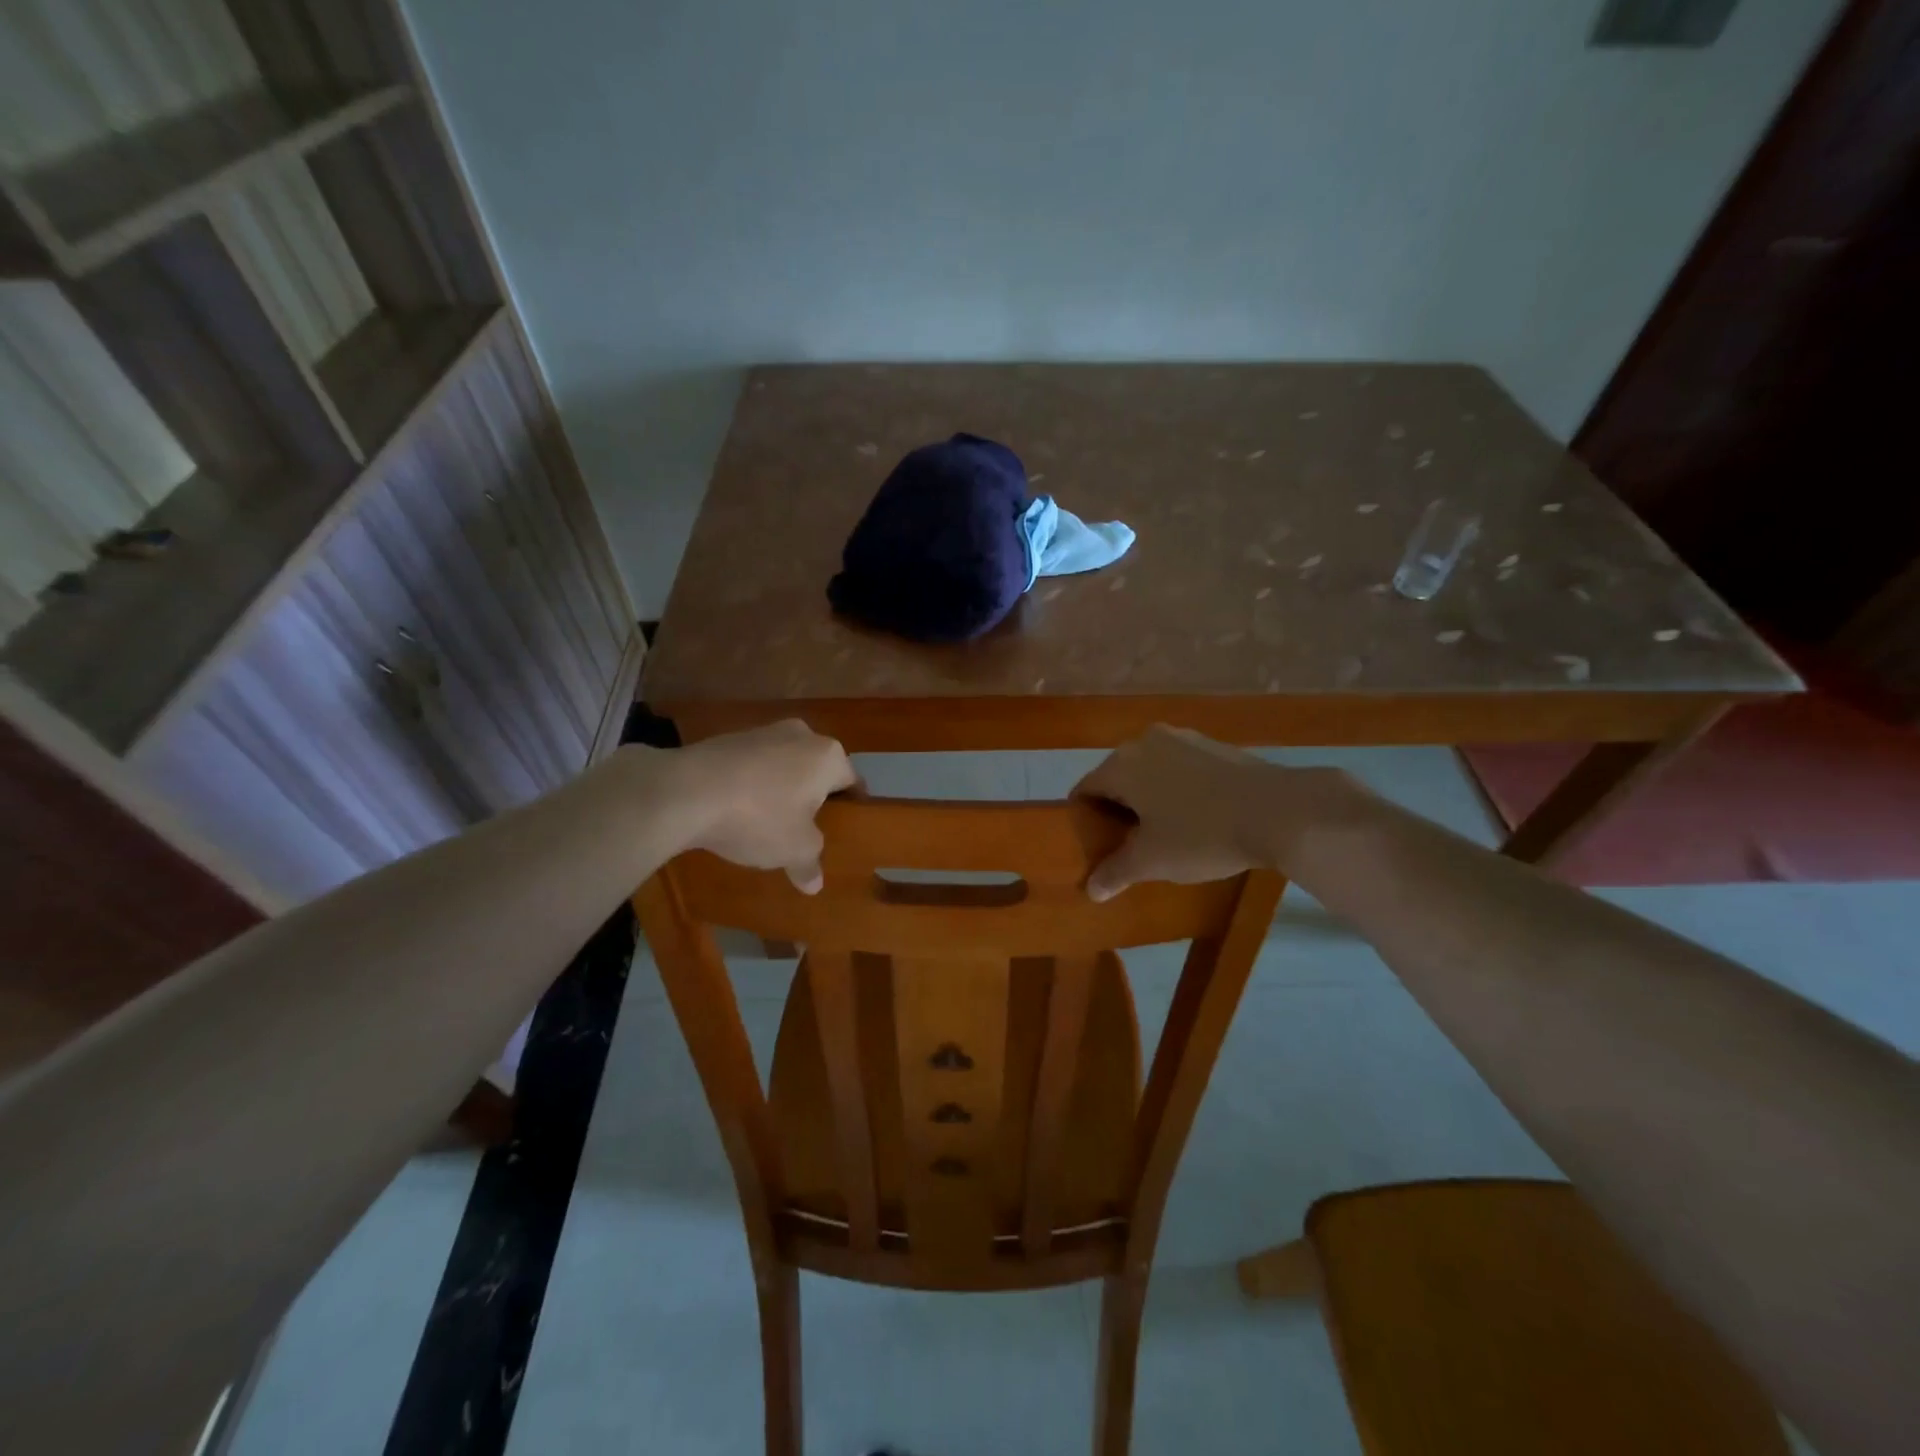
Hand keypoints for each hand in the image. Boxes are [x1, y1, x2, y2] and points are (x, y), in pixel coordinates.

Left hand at [664, 720, 857, 891]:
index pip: (852, 781)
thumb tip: (815, 884)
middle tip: (805, 830)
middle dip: (812, 798)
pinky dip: (750, 785)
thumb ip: (810, 863)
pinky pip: (752, 766)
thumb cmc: (759, 817)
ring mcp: (762, 731)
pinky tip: (736, 810)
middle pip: (816, 771)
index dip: (851, 809)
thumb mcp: (794, 850)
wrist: (686, 790)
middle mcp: (801, 734)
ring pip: (783, 766)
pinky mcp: (727, 738)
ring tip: (766, 823)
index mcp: (828, 756)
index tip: (843, 831)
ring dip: (779, 790)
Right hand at [1072, 726, 1362, 899]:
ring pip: (1150, 771)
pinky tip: (1195, 816)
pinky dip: (1177, 789)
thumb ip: (1115, 872)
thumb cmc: (1201, 834)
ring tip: (1163, 832)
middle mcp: (1144, 742)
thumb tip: (1090, 889)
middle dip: (1118, 809)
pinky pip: (1179, 768)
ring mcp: (1182, 739)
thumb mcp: (1152, 861)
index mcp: (1121, 764)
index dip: (1084, 820)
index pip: (1085, 790)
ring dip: (1148, 798)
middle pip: (1117, 778)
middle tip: (1128, 844)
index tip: (1094, 846)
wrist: (1280, 810)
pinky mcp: (1214, 745)